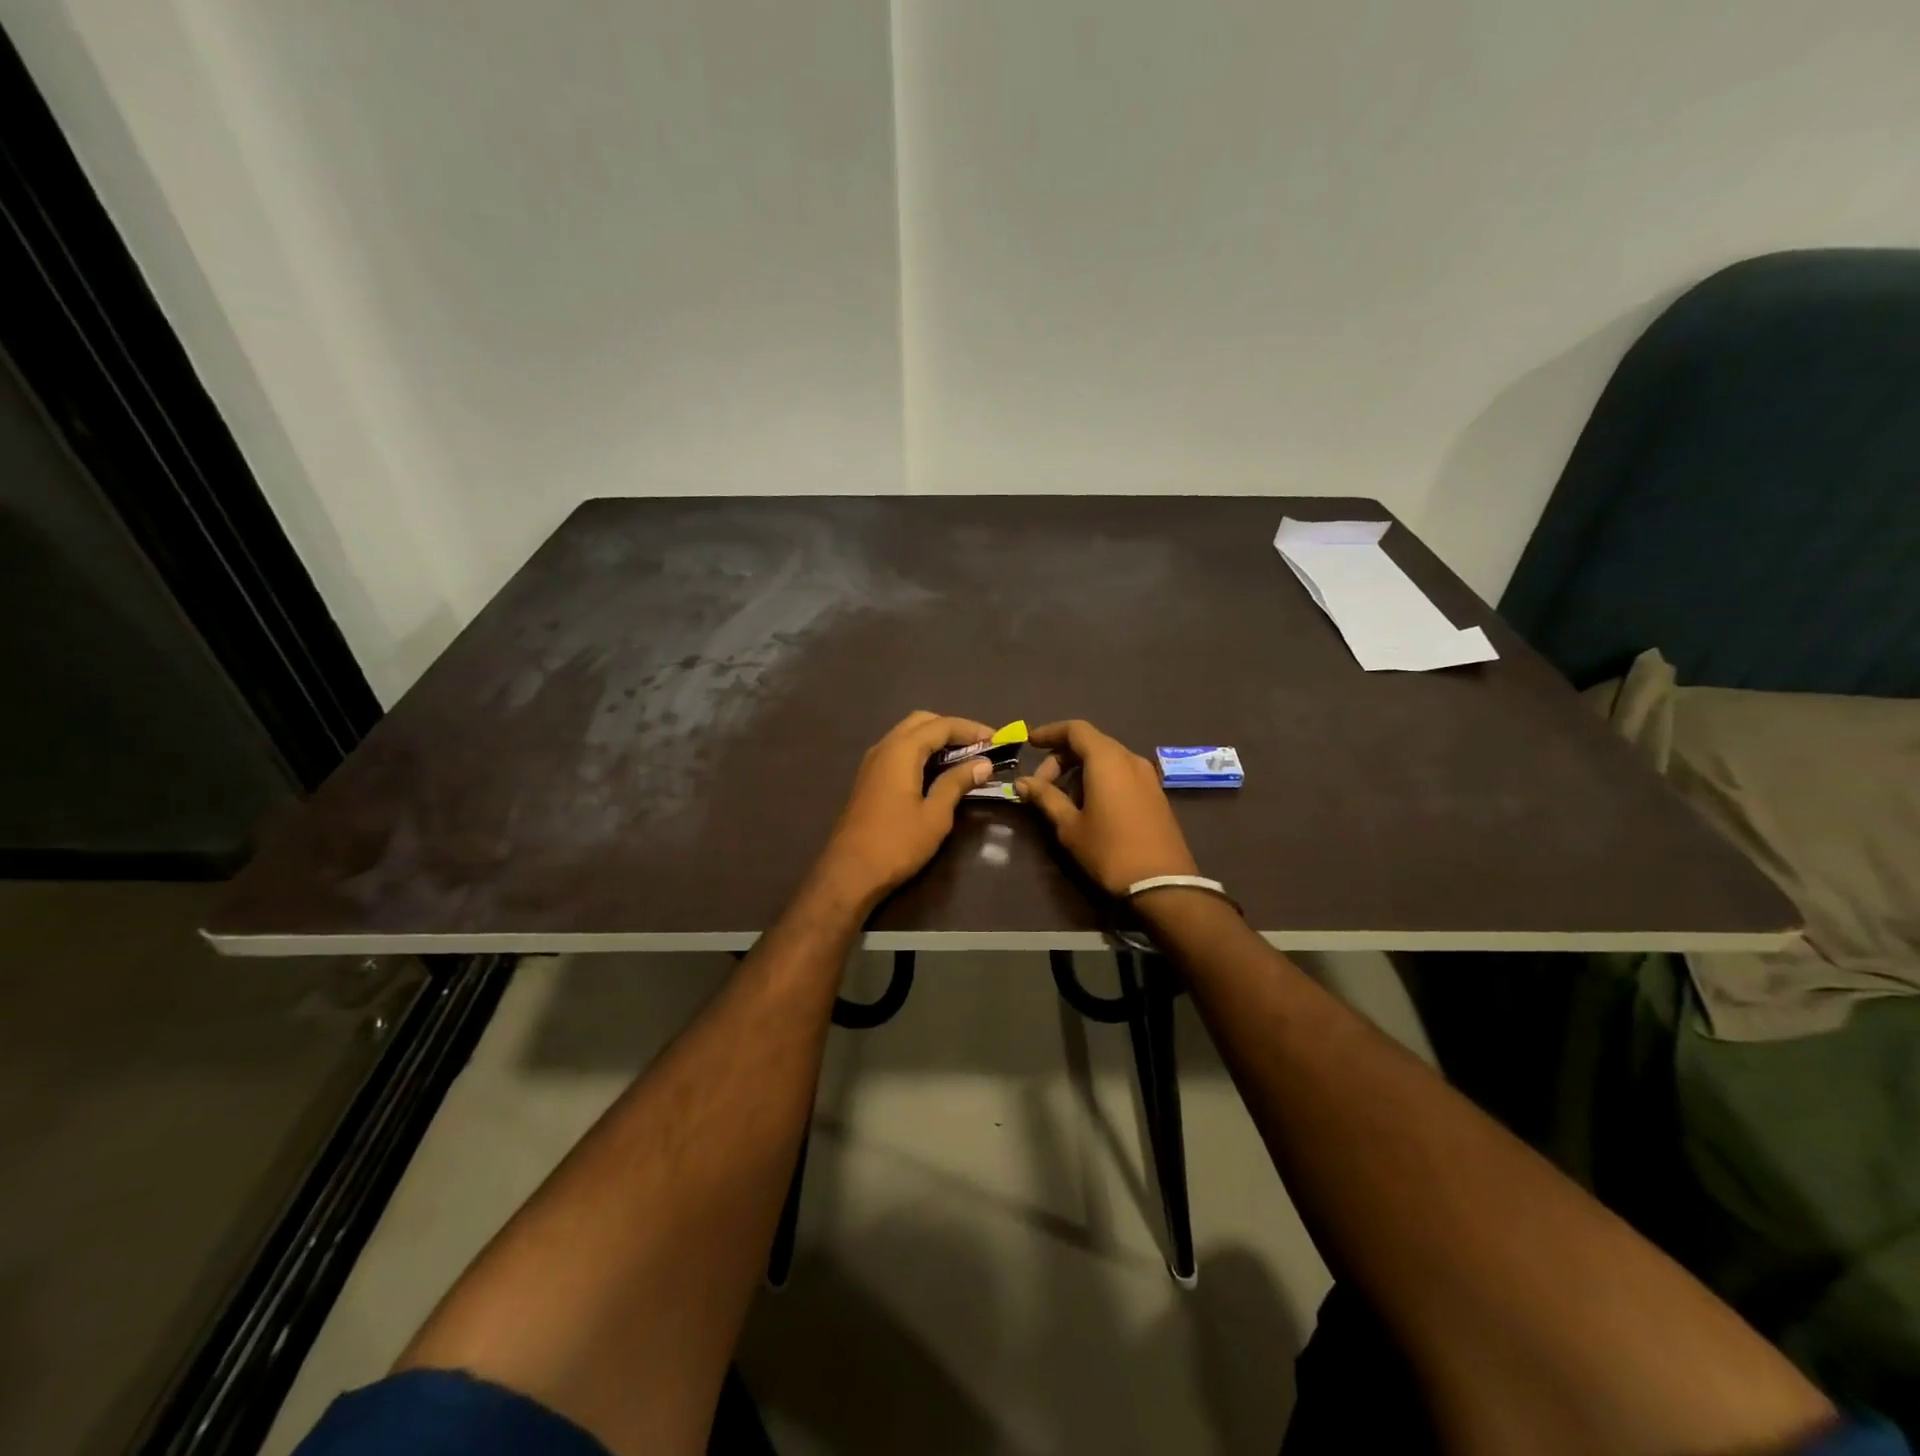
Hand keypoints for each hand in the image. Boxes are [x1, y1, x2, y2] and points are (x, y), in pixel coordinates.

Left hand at [813, 711, 997, 906]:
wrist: (849, 873)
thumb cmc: (896, 844)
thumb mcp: (935, 815)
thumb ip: (957, 783)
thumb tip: (983, 764)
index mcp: (901, 750)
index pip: (942, 725)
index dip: (972, 730)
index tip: (997, 740)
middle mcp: (884, 747)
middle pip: (922, 722)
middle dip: (953, 728)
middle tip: (980, 746)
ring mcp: (873, 762)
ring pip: (908, 735)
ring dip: (936, 739)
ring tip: (965, 758)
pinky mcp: (869, 778)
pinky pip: (899, 751)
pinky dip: (921, 752)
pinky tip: (938, 771)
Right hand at [1015, 720, 1198, 894]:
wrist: (1163, 883)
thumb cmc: (1109, 850)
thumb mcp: (1070, 826)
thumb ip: (1046, 797)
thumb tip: (1022, 782)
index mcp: (1107, 759)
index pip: (1075, 729)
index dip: (1050, 732)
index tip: (1029, 743)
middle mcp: (1129, 758)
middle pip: (1091, 742)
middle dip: (1062, 757)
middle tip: (1040, 784)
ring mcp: (1147, 775)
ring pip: (1107, 758)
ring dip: (1080, 769)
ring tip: (1062, 798)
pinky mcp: (1155, 793)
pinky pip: (1121, 772)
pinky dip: (1100, 778)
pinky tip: (1088, 805)